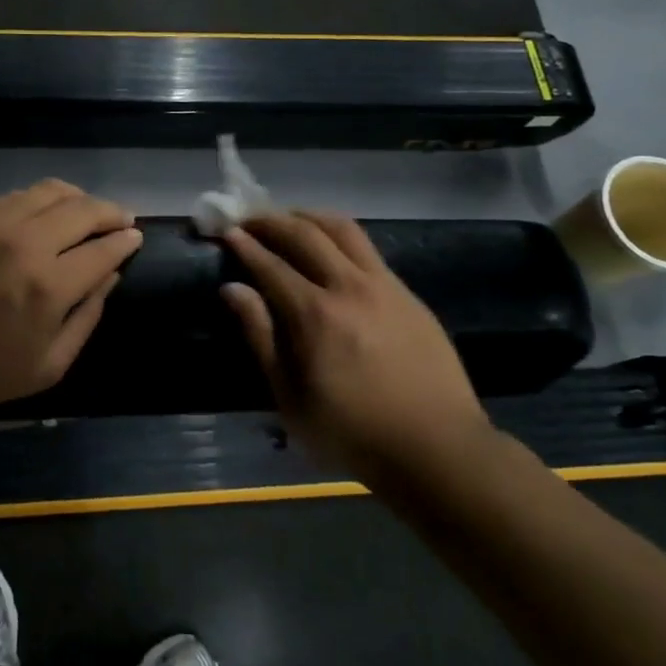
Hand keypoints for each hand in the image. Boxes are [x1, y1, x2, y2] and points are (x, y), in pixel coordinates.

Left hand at [0, 181, 142, 417]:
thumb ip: (87, 318)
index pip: (104, 249)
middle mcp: (26, 243)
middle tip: (122, 220)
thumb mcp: (49, 366)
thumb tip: (109, 276)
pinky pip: (18, 195)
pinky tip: (45, 213)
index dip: (126, 241)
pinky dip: (42, 199)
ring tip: (87, 211)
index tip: (135, 238)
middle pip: (84, 209)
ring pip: (52, 191)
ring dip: (79, 199)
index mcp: (50, 286)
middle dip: (112, 212)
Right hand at [220, 211, 491, 478]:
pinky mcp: (407, 293)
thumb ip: (261, 337)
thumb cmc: (353, 433)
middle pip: (304, 234)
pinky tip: (330, 249)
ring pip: (342, 229)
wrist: (438, 448)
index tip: (227, 232)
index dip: (245, 245)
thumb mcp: (291, 398)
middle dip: (271, 221)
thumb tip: (232, 289)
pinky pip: (367, 249)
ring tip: (288, 219)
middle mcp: (349, 287)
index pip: (270, 264)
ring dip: (308, 216)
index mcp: (315, 315)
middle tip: (250, 220)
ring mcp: (384, 285)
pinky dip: (339, 237)